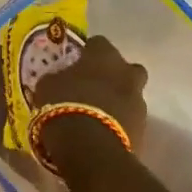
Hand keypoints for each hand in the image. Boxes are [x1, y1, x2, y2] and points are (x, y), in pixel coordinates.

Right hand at [30, 35, 148, 146]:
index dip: (87, 54)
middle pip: (125, 68)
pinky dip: (120, 124)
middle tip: (94, 89)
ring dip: (117, 102)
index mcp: (104, 55)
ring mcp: (139, 100)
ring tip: (96, 116)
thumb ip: (58, 77)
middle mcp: (127, 72)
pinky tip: (103, 133)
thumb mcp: (47, 86)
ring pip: (130, 95)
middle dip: (113, 77)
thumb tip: (59, 79)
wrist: (89, 147)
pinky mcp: (144, 128)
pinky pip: (130, 119)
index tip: (76, 65)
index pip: (98, 43)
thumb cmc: (64, 106)